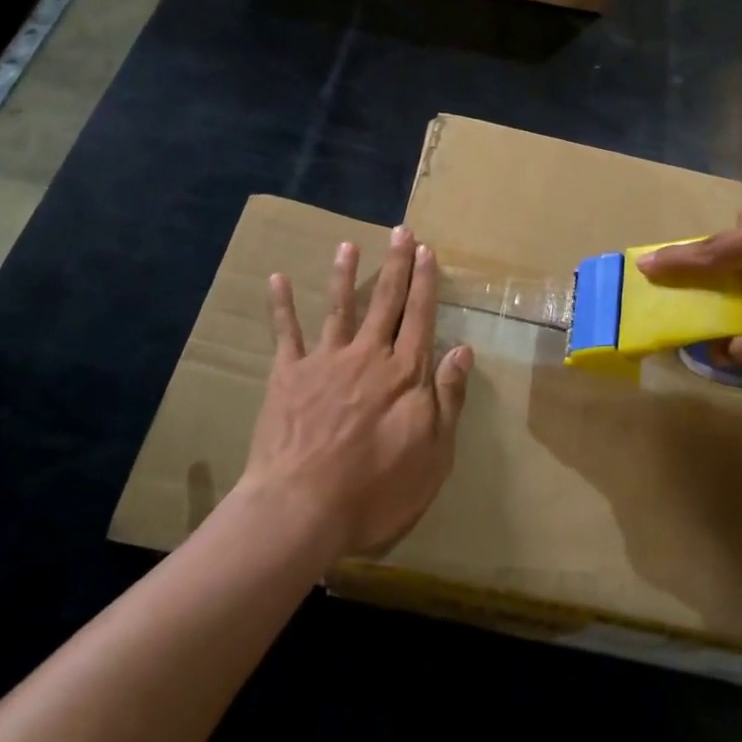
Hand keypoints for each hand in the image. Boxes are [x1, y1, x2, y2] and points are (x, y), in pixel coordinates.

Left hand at [242, 226, 472, 558]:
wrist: (303, 509)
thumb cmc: (378, 490)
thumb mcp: (434, 453)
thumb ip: (448, 398)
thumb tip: (463, 349)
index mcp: (405, 373)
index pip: (421, 317)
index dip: (425, 283)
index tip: (427, 252)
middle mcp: (368, 356)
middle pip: (386, 302)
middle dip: (396, 265)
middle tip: (401, 232)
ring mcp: (326, 361)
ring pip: (340, 307)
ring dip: (345, 274)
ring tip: (348, 244)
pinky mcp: (288, 375)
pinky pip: (286, 333)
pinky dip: (282, 305)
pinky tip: (278, 279)